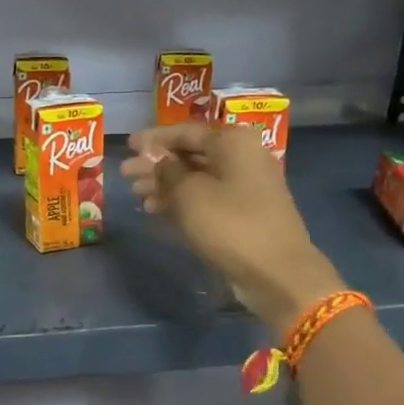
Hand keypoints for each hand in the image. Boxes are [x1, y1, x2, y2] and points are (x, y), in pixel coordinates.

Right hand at [123, 123, 344, 335]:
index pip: (185, 132)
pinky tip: (157, 211)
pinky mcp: (245, 213)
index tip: (128, 145)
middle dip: (157, 165)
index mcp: (232, 142)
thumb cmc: (230, 224)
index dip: (153, 139)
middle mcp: (242, 157)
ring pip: (198, 178)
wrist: (277, 272)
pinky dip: (183, 202)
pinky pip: (207, 199)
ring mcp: (246, 187)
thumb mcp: (189, 194)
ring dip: (166, 185)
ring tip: (137, 196)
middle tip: (126, 175)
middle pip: (191, 155)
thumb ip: (167, 172)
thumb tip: (158, 160)